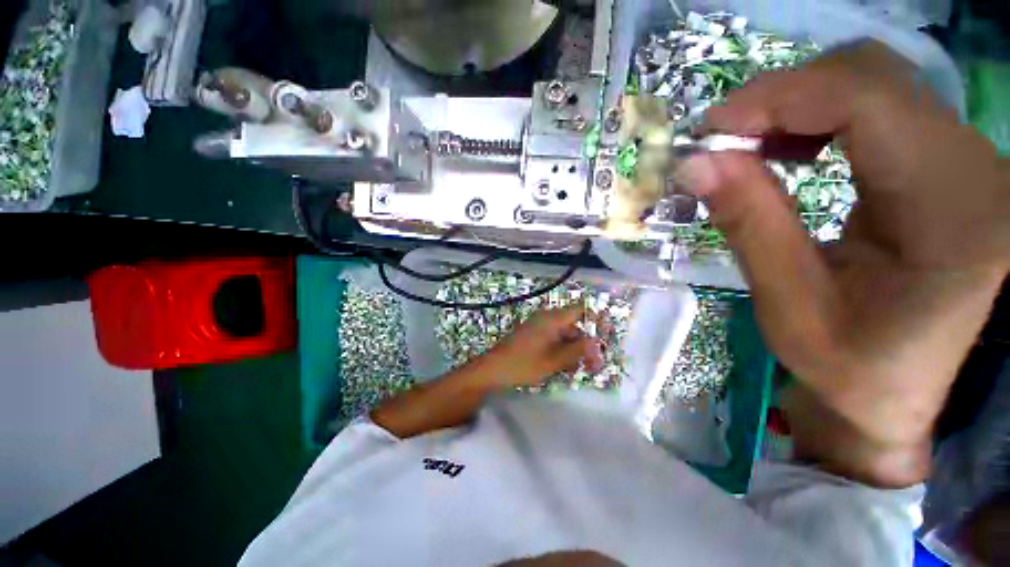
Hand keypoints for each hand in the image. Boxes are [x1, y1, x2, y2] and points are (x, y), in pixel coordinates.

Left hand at [481, 305, 604, 388]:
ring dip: (573, 349)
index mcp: (552, 318)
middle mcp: (546, 318)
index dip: (595, 320)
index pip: (580, 310)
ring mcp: (538, 326)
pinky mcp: (533, 335)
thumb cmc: (524, 364)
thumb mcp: (554, 360)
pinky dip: (561, 350)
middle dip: (585, 343)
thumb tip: (596, 343)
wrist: (493, 369)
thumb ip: (577, 350)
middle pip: (574, 325)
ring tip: (577, 369)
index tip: (605, 337)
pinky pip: (553, 339)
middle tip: (594, 364)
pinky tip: (563, 366)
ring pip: (564, 334)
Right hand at [680, 41, 1008, 485]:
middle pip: (873, 74)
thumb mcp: (789, 305)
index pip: (866, 101)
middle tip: (724, 139)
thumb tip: (696, 163)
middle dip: (784, 95)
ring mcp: (967, 158)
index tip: (710, 129)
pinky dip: (823, 114)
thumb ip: (748, 222)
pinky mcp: (948, 161)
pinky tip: (792, 147)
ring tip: (751, 144)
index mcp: (951, 211)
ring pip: (875, 81)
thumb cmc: (854, 367)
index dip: (779, 97)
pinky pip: (882, 105)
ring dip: (800, 102)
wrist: (910, 389)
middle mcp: (974, 166)